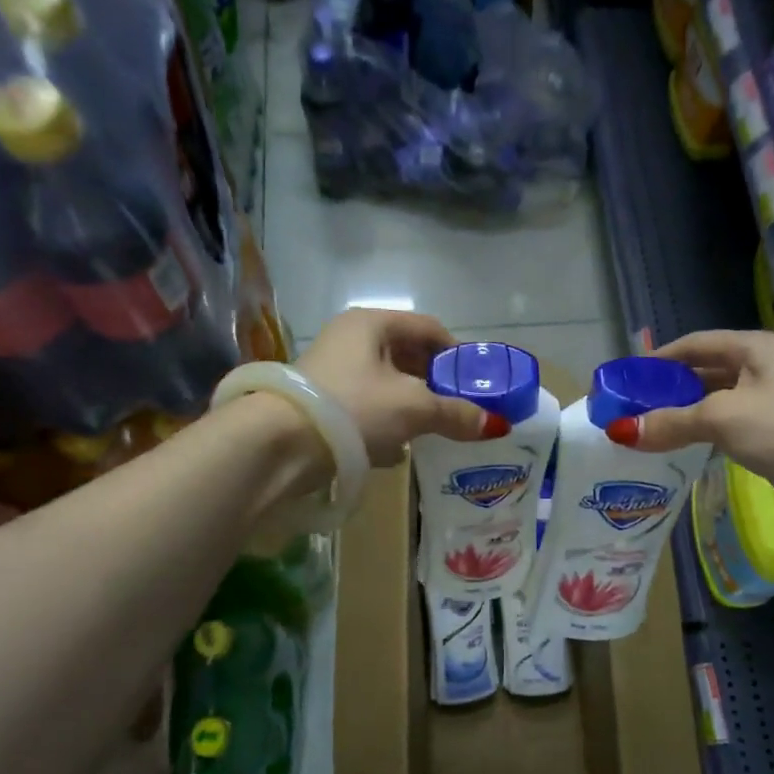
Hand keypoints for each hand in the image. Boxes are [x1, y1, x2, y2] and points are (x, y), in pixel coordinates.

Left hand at [296, 309, 490, 465]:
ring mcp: (332, 371)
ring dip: (412, 406)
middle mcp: (350, 339)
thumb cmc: (353, 408)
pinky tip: (398, 449)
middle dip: (436, 383)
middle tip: (460, 408)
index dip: (458, 354)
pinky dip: (386, 423)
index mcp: (371, 324)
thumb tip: (495, 425)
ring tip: (434, 431)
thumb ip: (456, 413)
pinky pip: (366, 407)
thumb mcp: (413, 408)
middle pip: (408, 356)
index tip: (478, 383)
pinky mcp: (321, 403)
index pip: (429, 328)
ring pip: (387, 384)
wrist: (279, 446)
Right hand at [622, 330, 773, 521]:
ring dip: (683, 415)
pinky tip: (680, 449)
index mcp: (754, 348)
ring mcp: (772, 403)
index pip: (694, 344)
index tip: (624, 379)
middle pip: (703, 372)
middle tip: (628, 409)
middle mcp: (763, 368)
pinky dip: (703, 435)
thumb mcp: (724, 419)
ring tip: (645, 431)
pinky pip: (729, 428)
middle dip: (666, 389)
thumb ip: (672, 422)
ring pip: (715, 402)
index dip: (657, 358)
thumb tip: (620, 430)